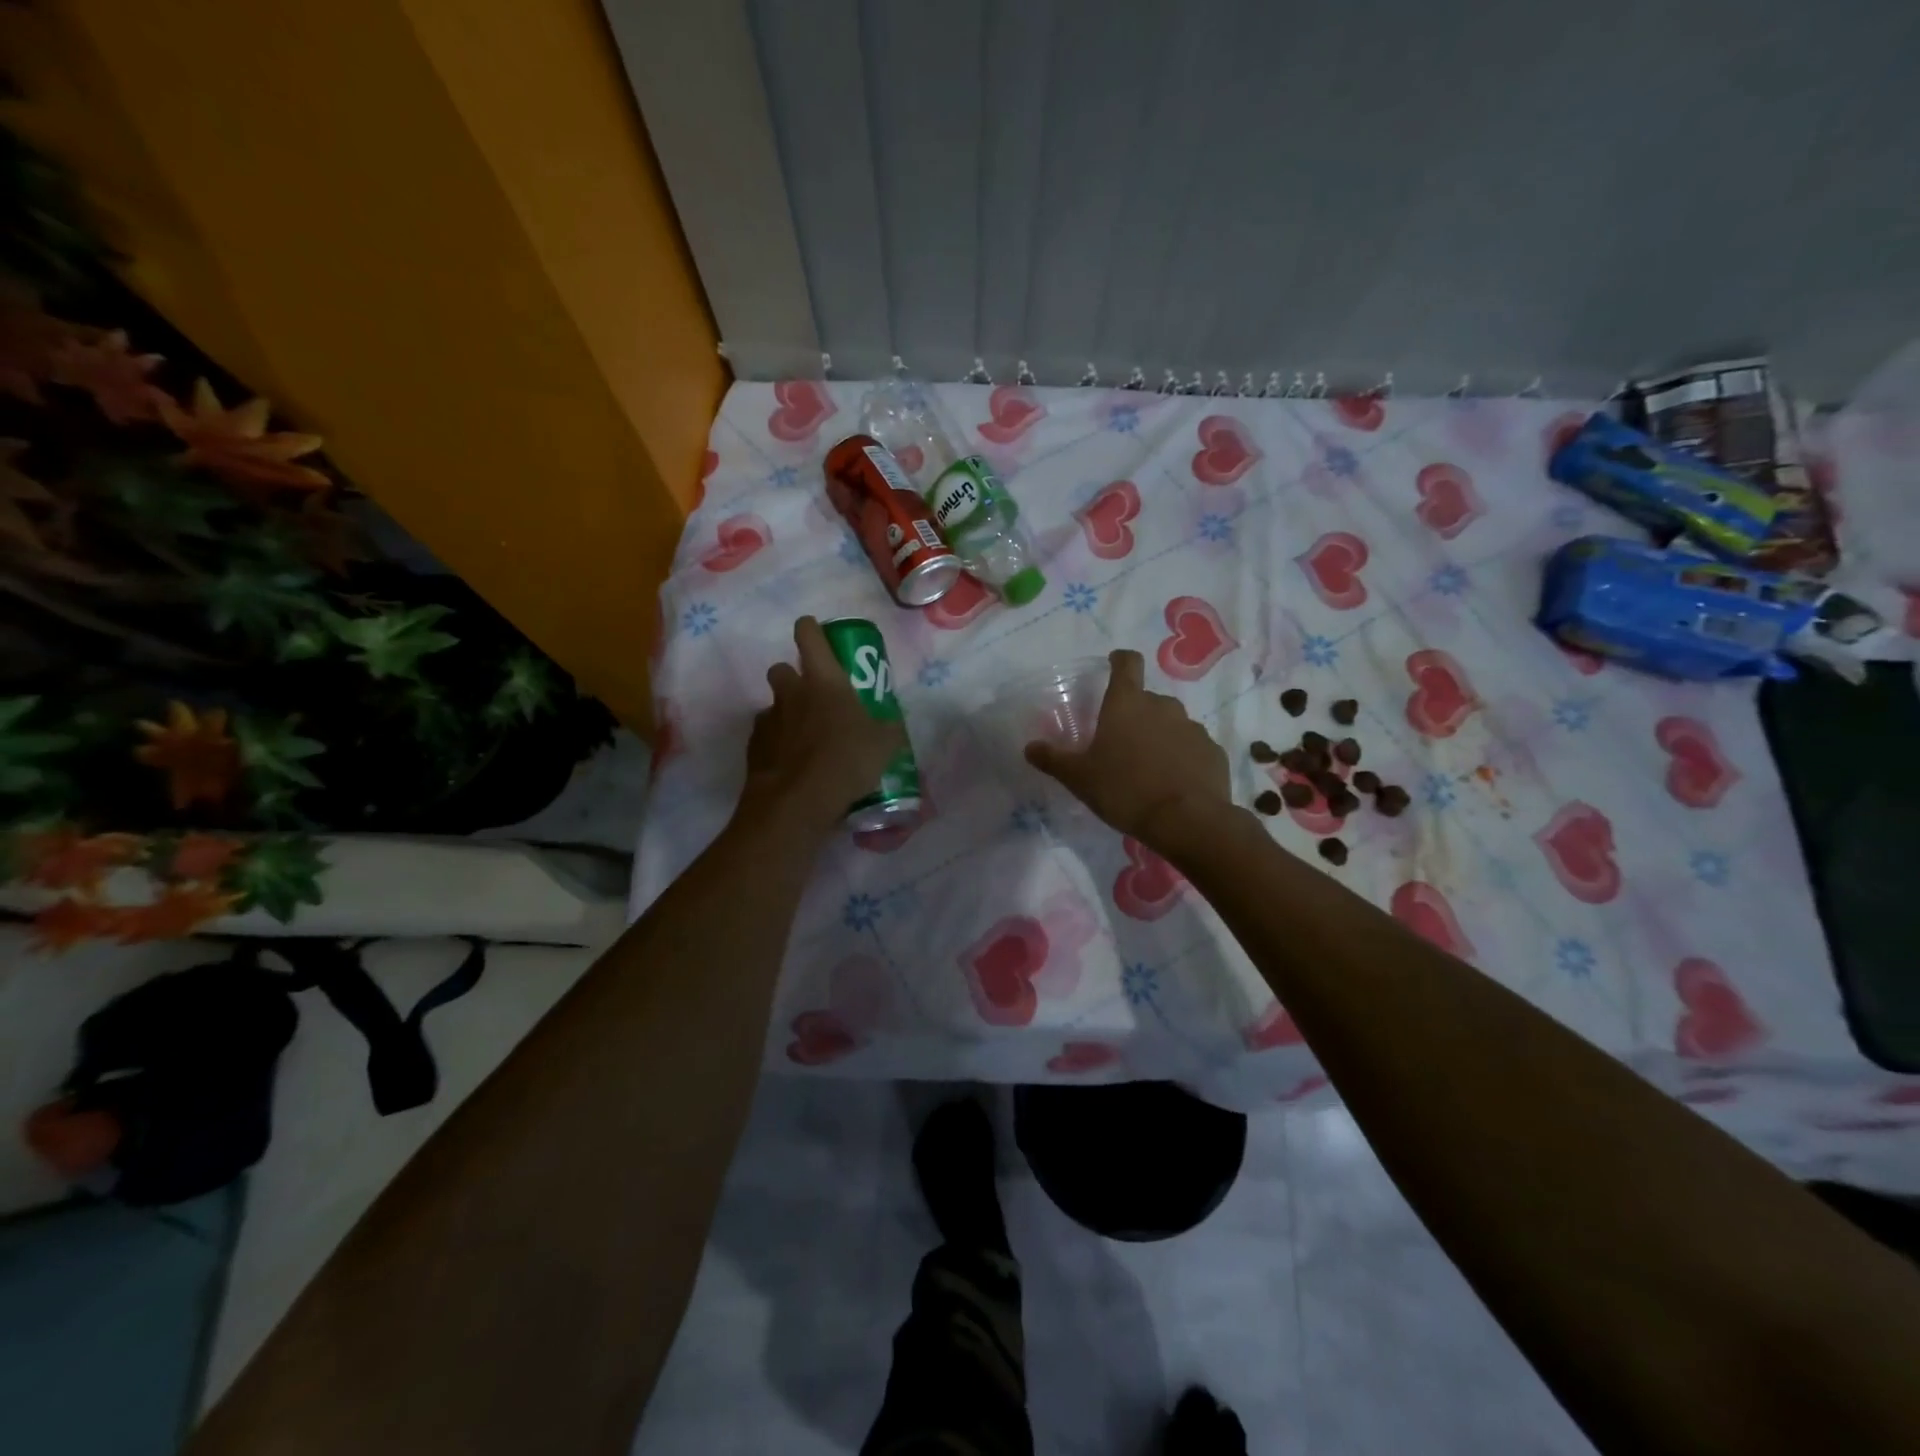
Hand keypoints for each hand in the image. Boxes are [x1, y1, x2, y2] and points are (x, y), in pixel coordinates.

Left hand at [739, 617, 906, 833]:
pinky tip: (793, 766)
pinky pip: (766, 737)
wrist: (797, 802)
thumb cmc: (846, 761)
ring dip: (787, 715)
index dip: (811, 629)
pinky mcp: (754, 748)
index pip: (809, 635)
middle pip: (781, 668)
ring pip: (774, 706)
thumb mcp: (884, 745)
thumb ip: (887, 729)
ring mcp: (768, 720)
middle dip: (794, 678)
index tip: (817, 634)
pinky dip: (777, 745)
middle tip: (815, 699)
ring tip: (806, 741)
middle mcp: (791, 692)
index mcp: (823, 680)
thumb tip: (890, 726)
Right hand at [1025, 648, 1230, 843]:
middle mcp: (1162, 706)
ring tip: (1148, 768)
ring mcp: (1192, 728)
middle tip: (1121, 743)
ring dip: (1159, 737)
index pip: (1127, 663)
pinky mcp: (1213, 751)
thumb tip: (1029, 747)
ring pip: (1171, 724)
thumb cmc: (1125, 790)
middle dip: (1135, 715)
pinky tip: (1173, 783)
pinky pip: (1191, 748)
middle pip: (1146, 699)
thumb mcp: (1079, 778)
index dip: (1119, 660)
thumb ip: (1053, 759)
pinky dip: (1181, 758)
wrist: (1187, 821)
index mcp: (1127, 704)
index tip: (1113, 664)